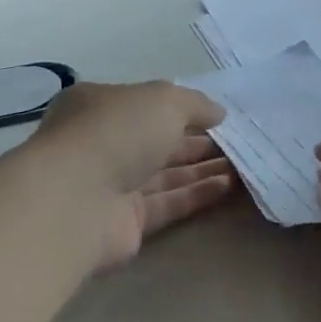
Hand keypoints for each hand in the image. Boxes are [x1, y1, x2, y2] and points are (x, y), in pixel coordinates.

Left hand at [32, 80, 232, 268]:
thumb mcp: (164, 99)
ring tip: (243, 163)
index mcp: (99, 105)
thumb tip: (219, 114)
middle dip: (197, 140)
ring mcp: (112, 184)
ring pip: (165, 173)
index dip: (182, 108)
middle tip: (238, 141)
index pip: (145, 103)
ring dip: (202, 168)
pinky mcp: (126, 222)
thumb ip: (196, 104)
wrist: (77, 200)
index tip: (218, 115)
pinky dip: (197, 194)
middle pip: (157, 140)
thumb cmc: (117, 131)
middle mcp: (103, 143)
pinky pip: (167, 203)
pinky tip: (229, 186)